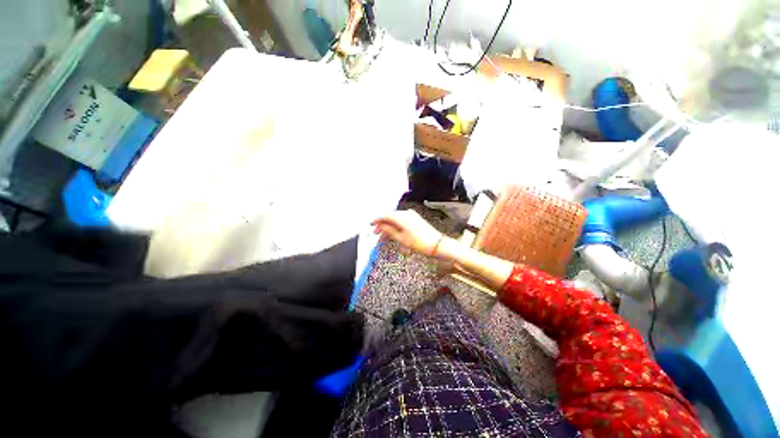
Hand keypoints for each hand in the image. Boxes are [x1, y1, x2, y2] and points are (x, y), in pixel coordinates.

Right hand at [372, 210, 443, 256]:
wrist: (436, 244)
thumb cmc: (419, 242)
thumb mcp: (401, 238)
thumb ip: (389, 230)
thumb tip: (380, 226)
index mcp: (402, 217)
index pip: (385, 215)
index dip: (377, 219)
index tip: (371, 224)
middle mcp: (406, 213)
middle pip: (390, 217)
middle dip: (382, 224)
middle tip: (376, 233)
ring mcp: (412, 216)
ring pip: (395, 219)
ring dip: (388, 226)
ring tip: (383, 237)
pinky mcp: (415, 220)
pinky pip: (402, 221)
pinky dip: (395, 226)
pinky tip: (392, 234)